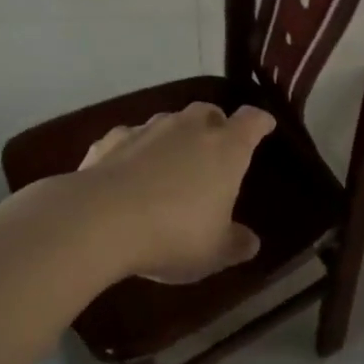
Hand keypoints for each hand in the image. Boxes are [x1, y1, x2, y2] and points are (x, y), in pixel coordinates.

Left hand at [76, 102, 274, 281]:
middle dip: (215, 124)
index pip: (252, 121)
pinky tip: (126, 174)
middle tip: (215, 147)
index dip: (260, 122)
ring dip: (174, 137)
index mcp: (225, 148)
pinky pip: (129, 139)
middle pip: (208, 112)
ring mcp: (147, 129)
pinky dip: (133, 151)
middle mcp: (189, 128)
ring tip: (170, 164)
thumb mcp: (214, 251)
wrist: (98, 220)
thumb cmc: (173, 234)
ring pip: (168, 122)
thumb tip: (250, 242)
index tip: (265, 126)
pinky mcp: (110, 140)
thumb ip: (235, 244)